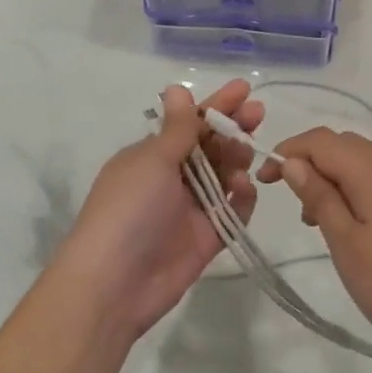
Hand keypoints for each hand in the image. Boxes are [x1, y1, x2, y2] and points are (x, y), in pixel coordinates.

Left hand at [56, 80, 261, 340]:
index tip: (244, 89)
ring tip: (247, 151)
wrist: (114, 284)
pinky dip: (242, 198)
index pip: (190, 123)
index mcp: (152, 156)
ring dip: (237, 159)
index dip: (217, 105)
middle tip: (258, 114)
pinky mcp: (206, 238)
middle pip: (211, 146)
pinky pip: (232, 212)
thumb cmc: (129, 209)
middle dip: (234, 128)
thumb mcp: (153, 160)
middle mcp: (172, 179)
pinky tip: (244, 186)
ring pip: (224, 176)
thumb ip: (178, 128)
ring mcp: (190, 209)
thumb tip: (177, 88)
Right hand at [258, 129, 371, 372]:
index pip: (323, 140)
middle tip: (291, 199)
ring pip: (364, 166)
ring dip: (333, 180)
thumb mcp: (347, 242)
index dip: (289, 150)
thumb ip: (320, 197)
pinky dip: (356, 195)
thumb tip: (294, 162)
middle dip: (311, 161)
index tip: (264, 179)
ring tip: (315, 221)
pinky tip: (351, 232)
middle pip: (345, 146)